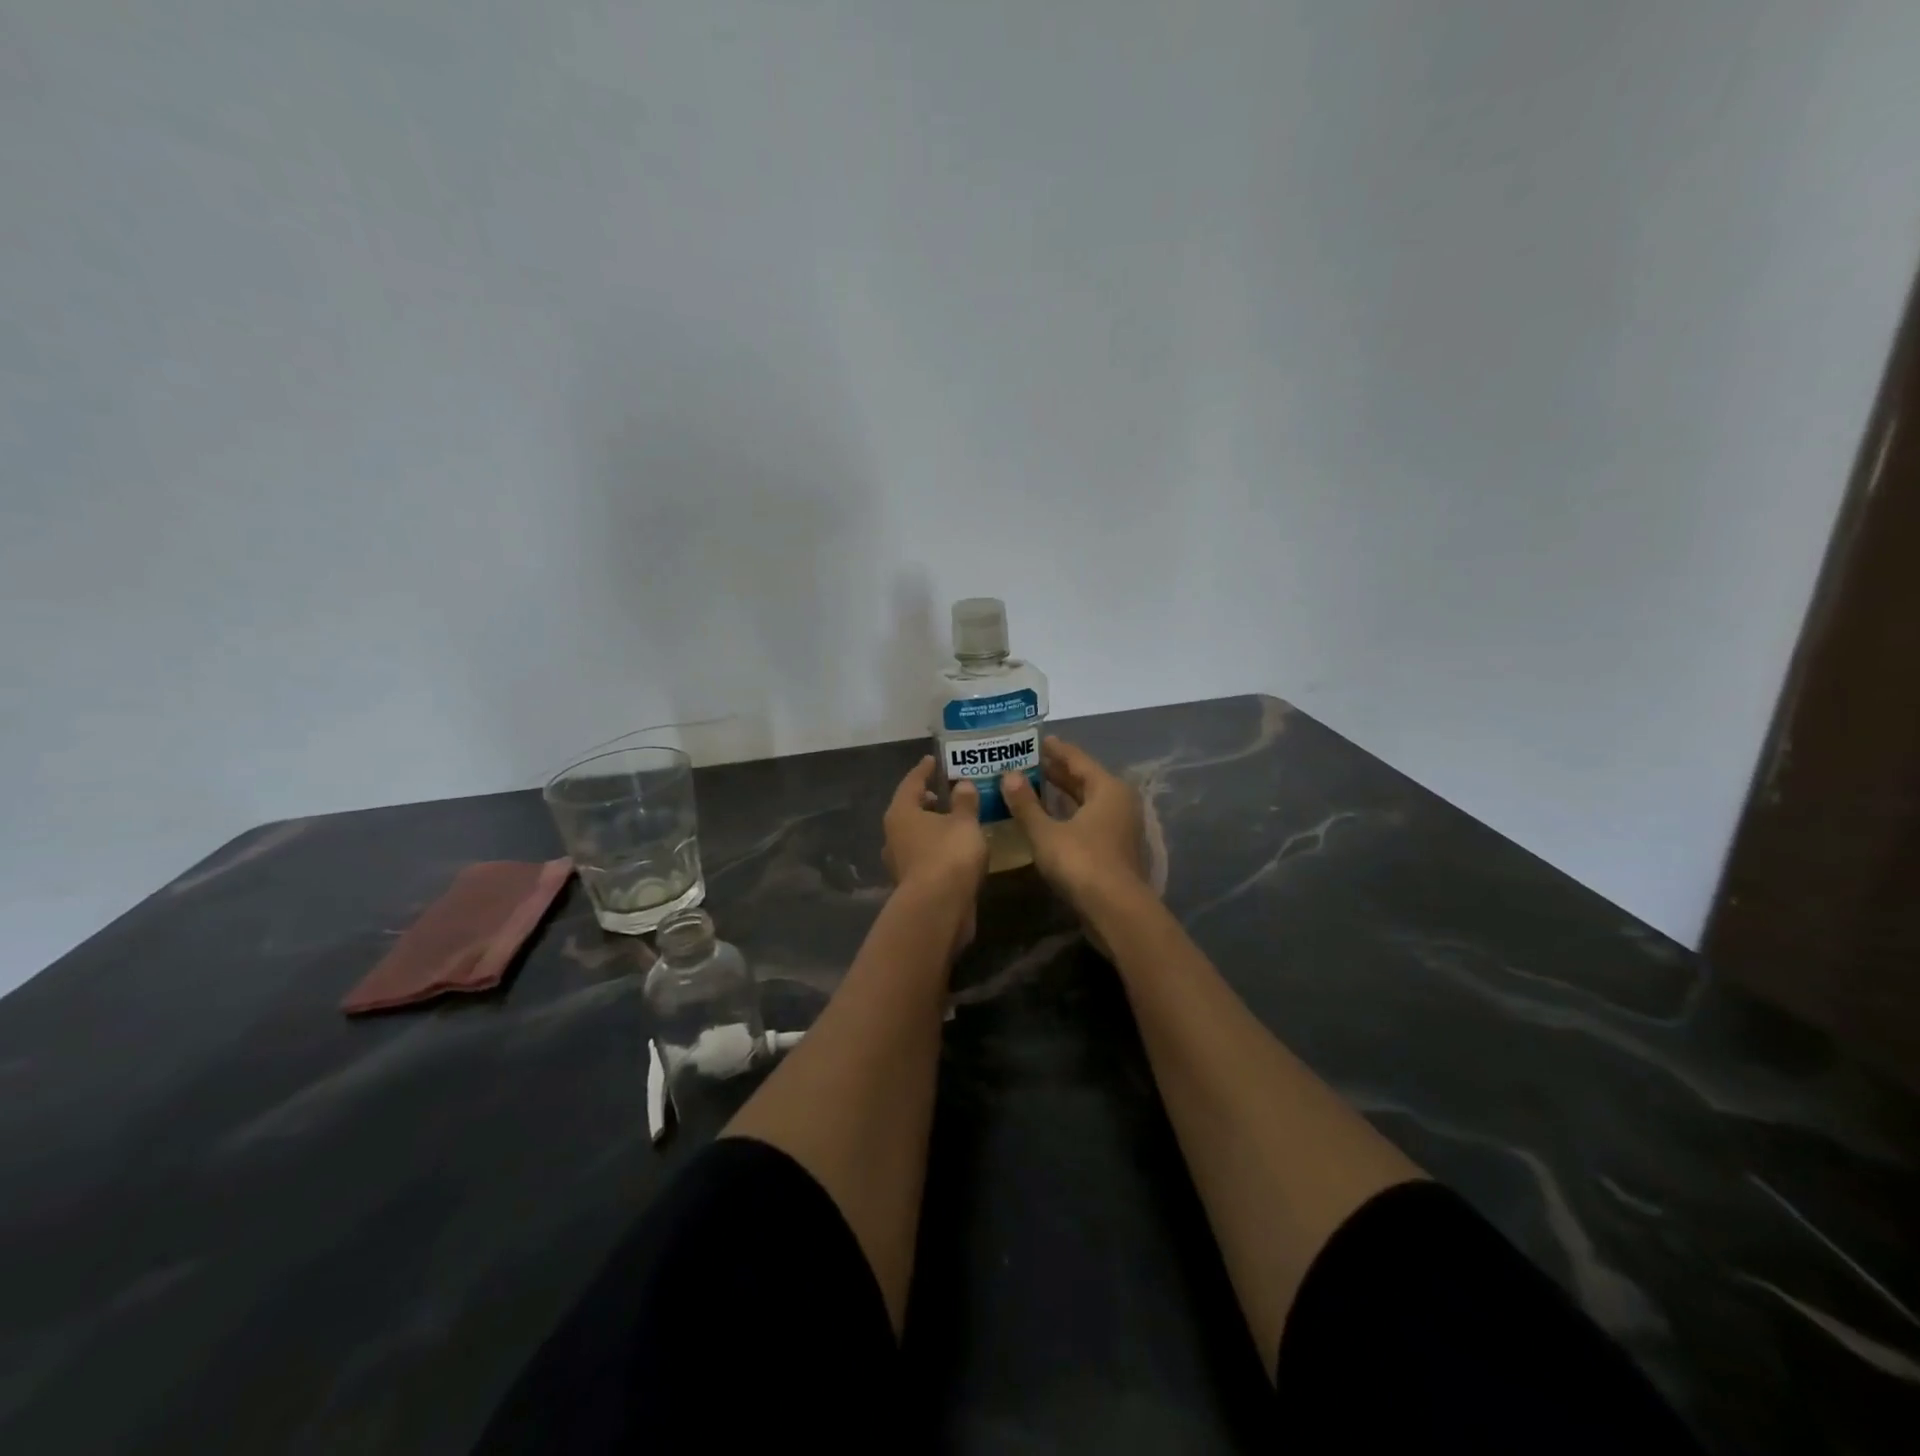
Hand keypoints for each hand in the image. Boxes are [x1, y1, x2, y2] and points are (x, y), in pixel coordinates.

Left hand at [883, 757, 988, 945]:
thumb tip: (962, 784)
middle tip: (944, 792)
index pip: (911, 782)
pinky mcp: (911, 883)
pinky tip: (955, 849)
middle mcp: (893, 835)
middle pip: (909, 810)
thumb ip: (965, 802)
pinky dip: (937, 848)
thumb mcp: (964, 823)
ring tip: (954, 820)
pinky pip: (924, 856)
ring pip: (915, 835)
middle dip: (926, 801)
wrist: (938, 909)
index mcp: (901, 813)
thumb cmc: (948, 855)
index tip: (932, 760)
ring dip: (931, 827)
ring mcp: (900, 861)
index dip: (924, 769)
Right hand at [1001, 737, 1148, 911]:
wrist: (1115, 910)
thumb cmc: (1081, 862)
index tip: (1037, 739)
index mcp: (1107, 788)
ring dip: (1062, 794)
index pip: (1077, 759)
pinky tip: (1048, 817)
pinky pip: (1088, 819)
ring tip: (1034, 785)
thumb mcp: (1046, 832)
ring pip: (1087, 801)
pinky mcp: (1115, 848)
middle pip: (1084, 779)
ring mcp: (1120, 826)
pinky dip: (1068, 813)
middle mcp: (1119, 802)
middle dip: (1057, 771)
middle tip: (1028, 761)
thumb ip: (1026, 804)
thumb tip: (1008, 776)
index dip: (1056, 750)